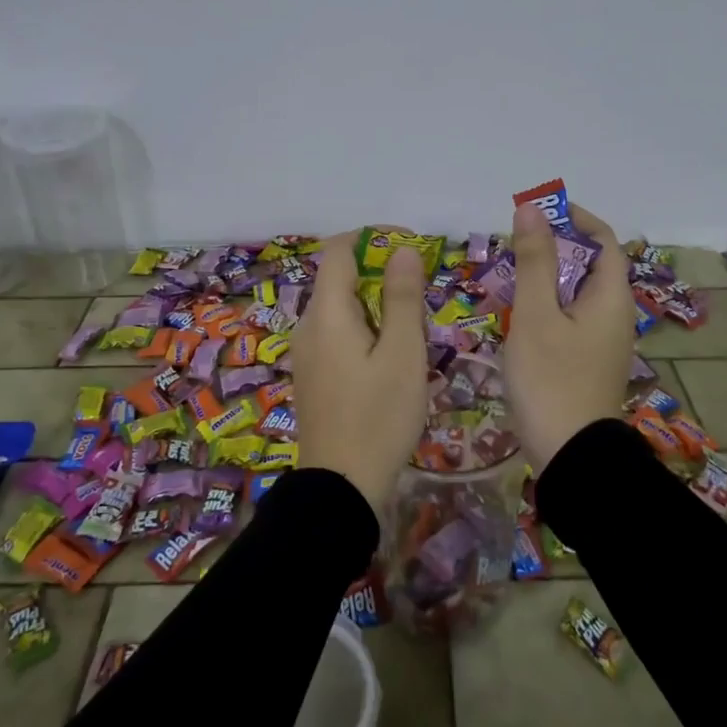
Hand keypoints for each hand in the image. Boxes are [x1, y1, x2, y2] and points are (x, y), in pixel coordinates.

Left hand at [292, 230, 429, 513]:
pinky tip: (389, 357)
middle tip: (421, 297)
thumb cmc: (379, 417)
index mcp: (326, 313)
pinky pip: (336, 334)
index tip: (410, 247)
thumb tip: (402, 250)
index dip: (373, 238)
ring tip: (412, 330)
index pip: (338, 250)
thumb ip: (402, 297)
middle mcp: (307, 326)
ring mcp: (305, 353)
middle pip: (339, 279)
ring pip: (340, 309)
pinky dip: (363, 329)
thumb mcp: (403, 354)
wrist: (341, 487)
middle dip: (379, 275)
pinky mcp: (311, 376)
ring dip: (375, 305)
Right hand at [501, 202, 636, 469]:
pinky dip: (547, 307)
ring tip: (508, 278)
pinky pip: (570, 319)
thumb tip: (531, 209)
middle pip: (590, 266)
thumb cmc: (551, 380)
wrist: (571, 456)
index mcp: (611, 297)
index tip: (538, 211)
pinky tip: (518, 319)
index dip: (574, 218)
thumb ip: (533, 260)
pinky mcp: (588, 363)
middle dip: (554, 248)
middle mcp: (615, 315)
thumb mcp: (535, 315)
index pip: (604, 240)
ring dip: (547, 278)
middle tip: (512, 246)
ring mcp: (603, 342)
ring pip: (577, 294)